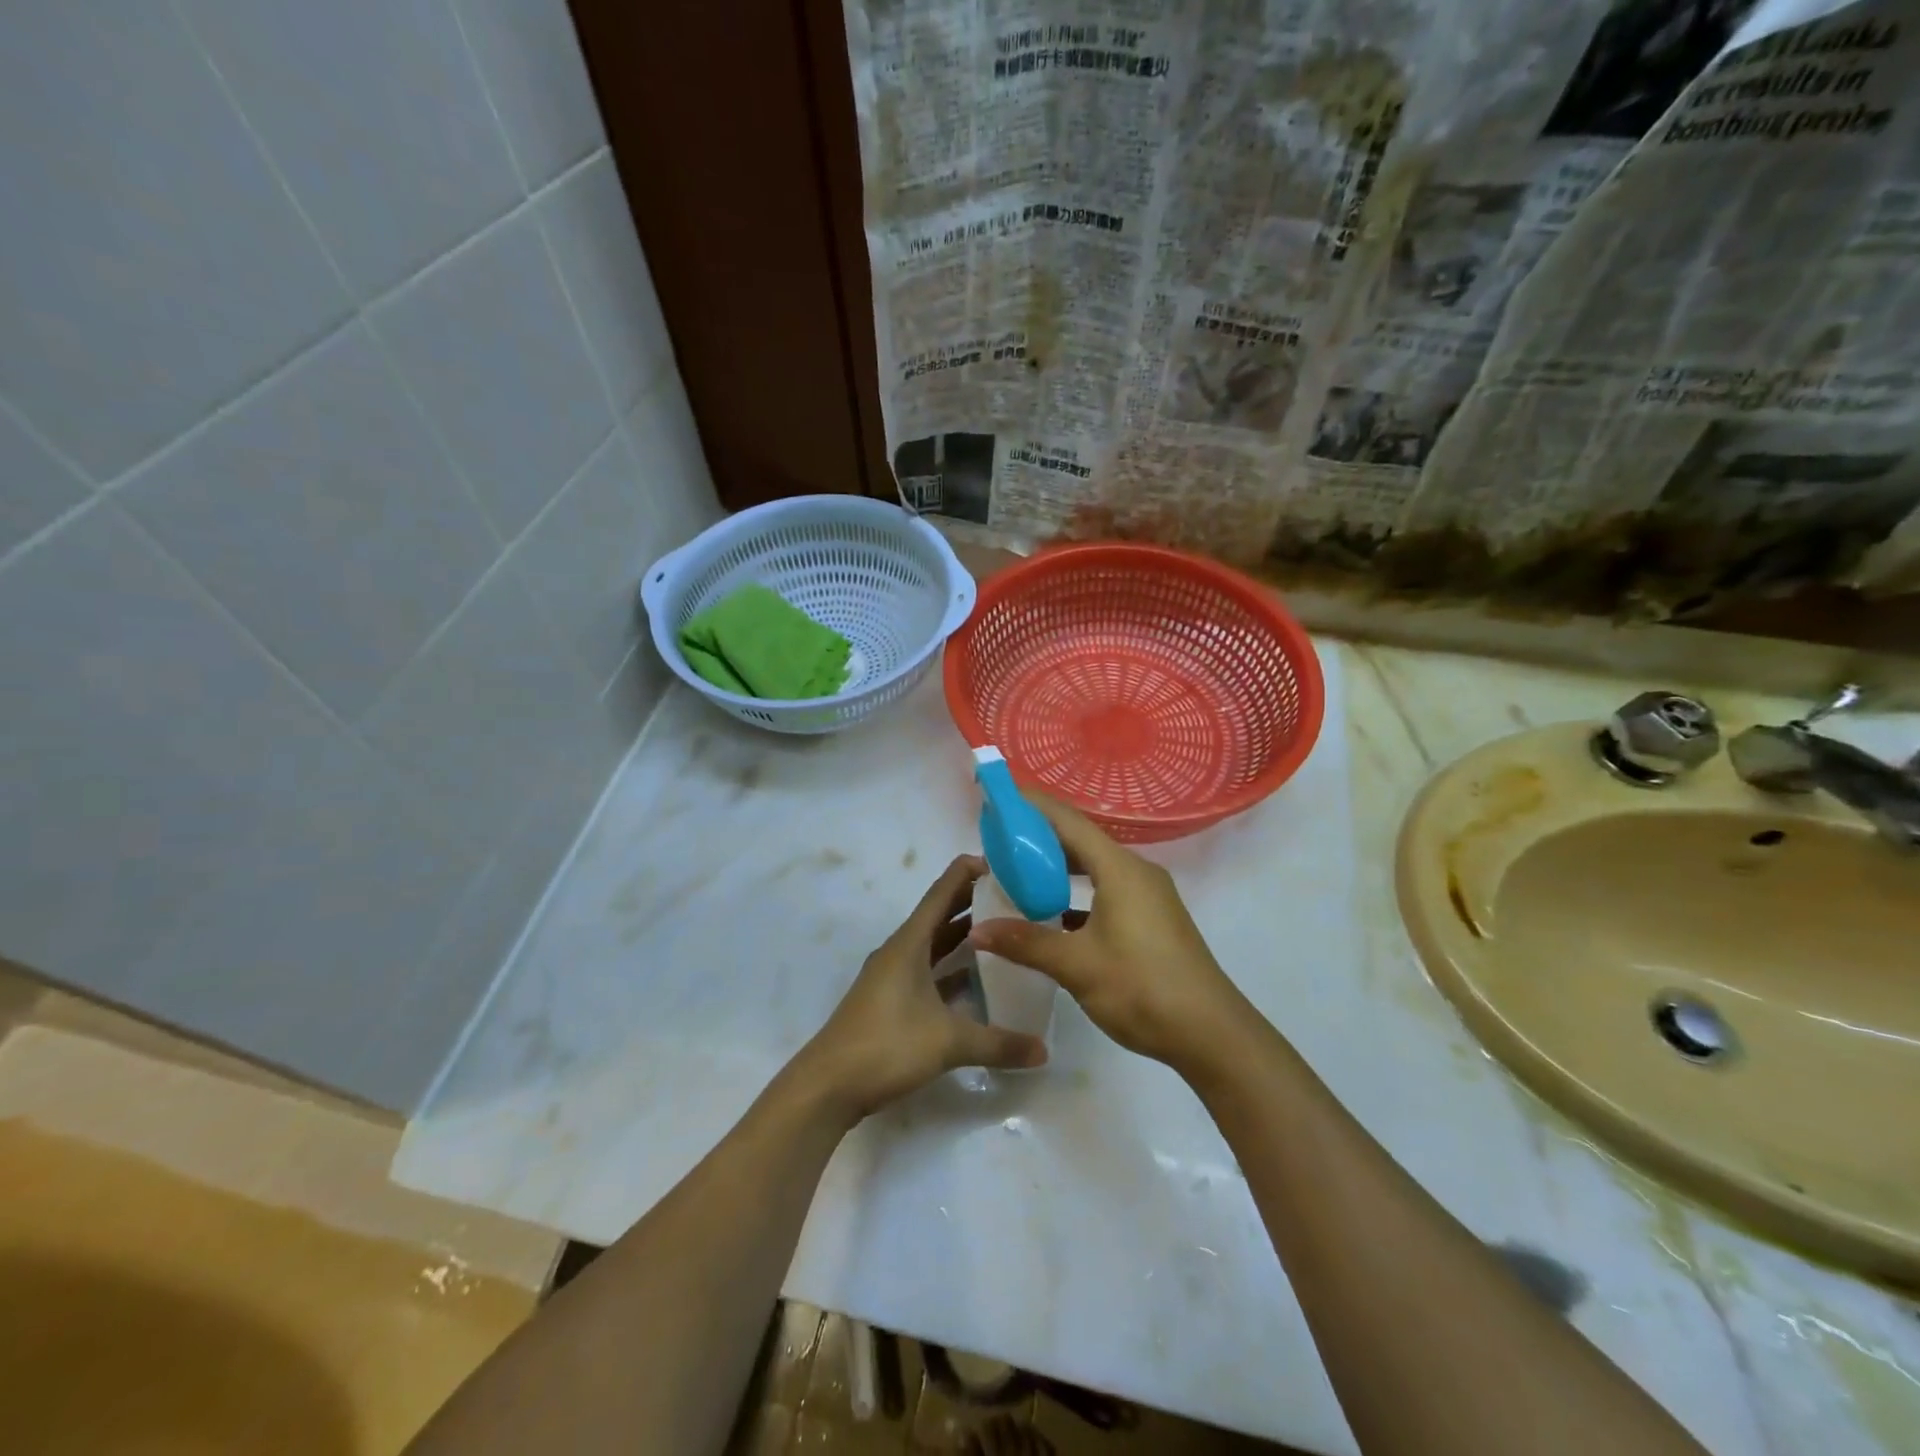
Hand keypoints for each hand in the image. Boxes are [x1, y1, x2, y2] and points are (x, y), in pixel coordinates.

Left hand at [797, 855, 1047, 1122]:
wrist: (828, 1085)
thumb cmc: (886, 1045)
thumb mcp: (948, 1042)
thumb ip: (999, 1044)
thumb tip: (1044, 1050)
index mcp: (910, 942)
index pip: (944, 890)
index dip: (972, 871)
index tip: (1009, 865)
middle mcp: (901, 950)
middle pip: (942, 913)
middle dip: (977, 901)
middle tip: (1019, 897)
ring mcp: (894, 975)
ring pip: (936, 944)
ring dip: (966, 936)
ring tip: (1006, 932)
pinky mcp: (892, 1000)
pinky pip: (930, 971)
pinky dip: (954, 969)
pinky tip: (981, 982)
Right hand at [969, 794, 1248, 1071]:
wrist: (1211, 1034)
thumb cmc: (1142, 987)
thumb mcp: (1077, 965)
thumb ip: (1026, 943)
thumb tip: (978, 931)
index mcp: (1120, 869)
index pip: (1068, 821)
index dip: (1032, 806)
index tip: (1000, 797)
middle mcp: (1136, 872)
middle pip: (1081, 841)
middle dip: (1040, 837)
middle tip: (998, 839)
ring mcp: (1148, 896)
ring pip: (1095, 868)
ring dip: (1058, 868)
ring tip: (1018, 872)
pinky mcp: (1152, 919)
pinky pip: (1107, 890)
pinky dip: (1077, 893)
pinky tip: (1052, 914)